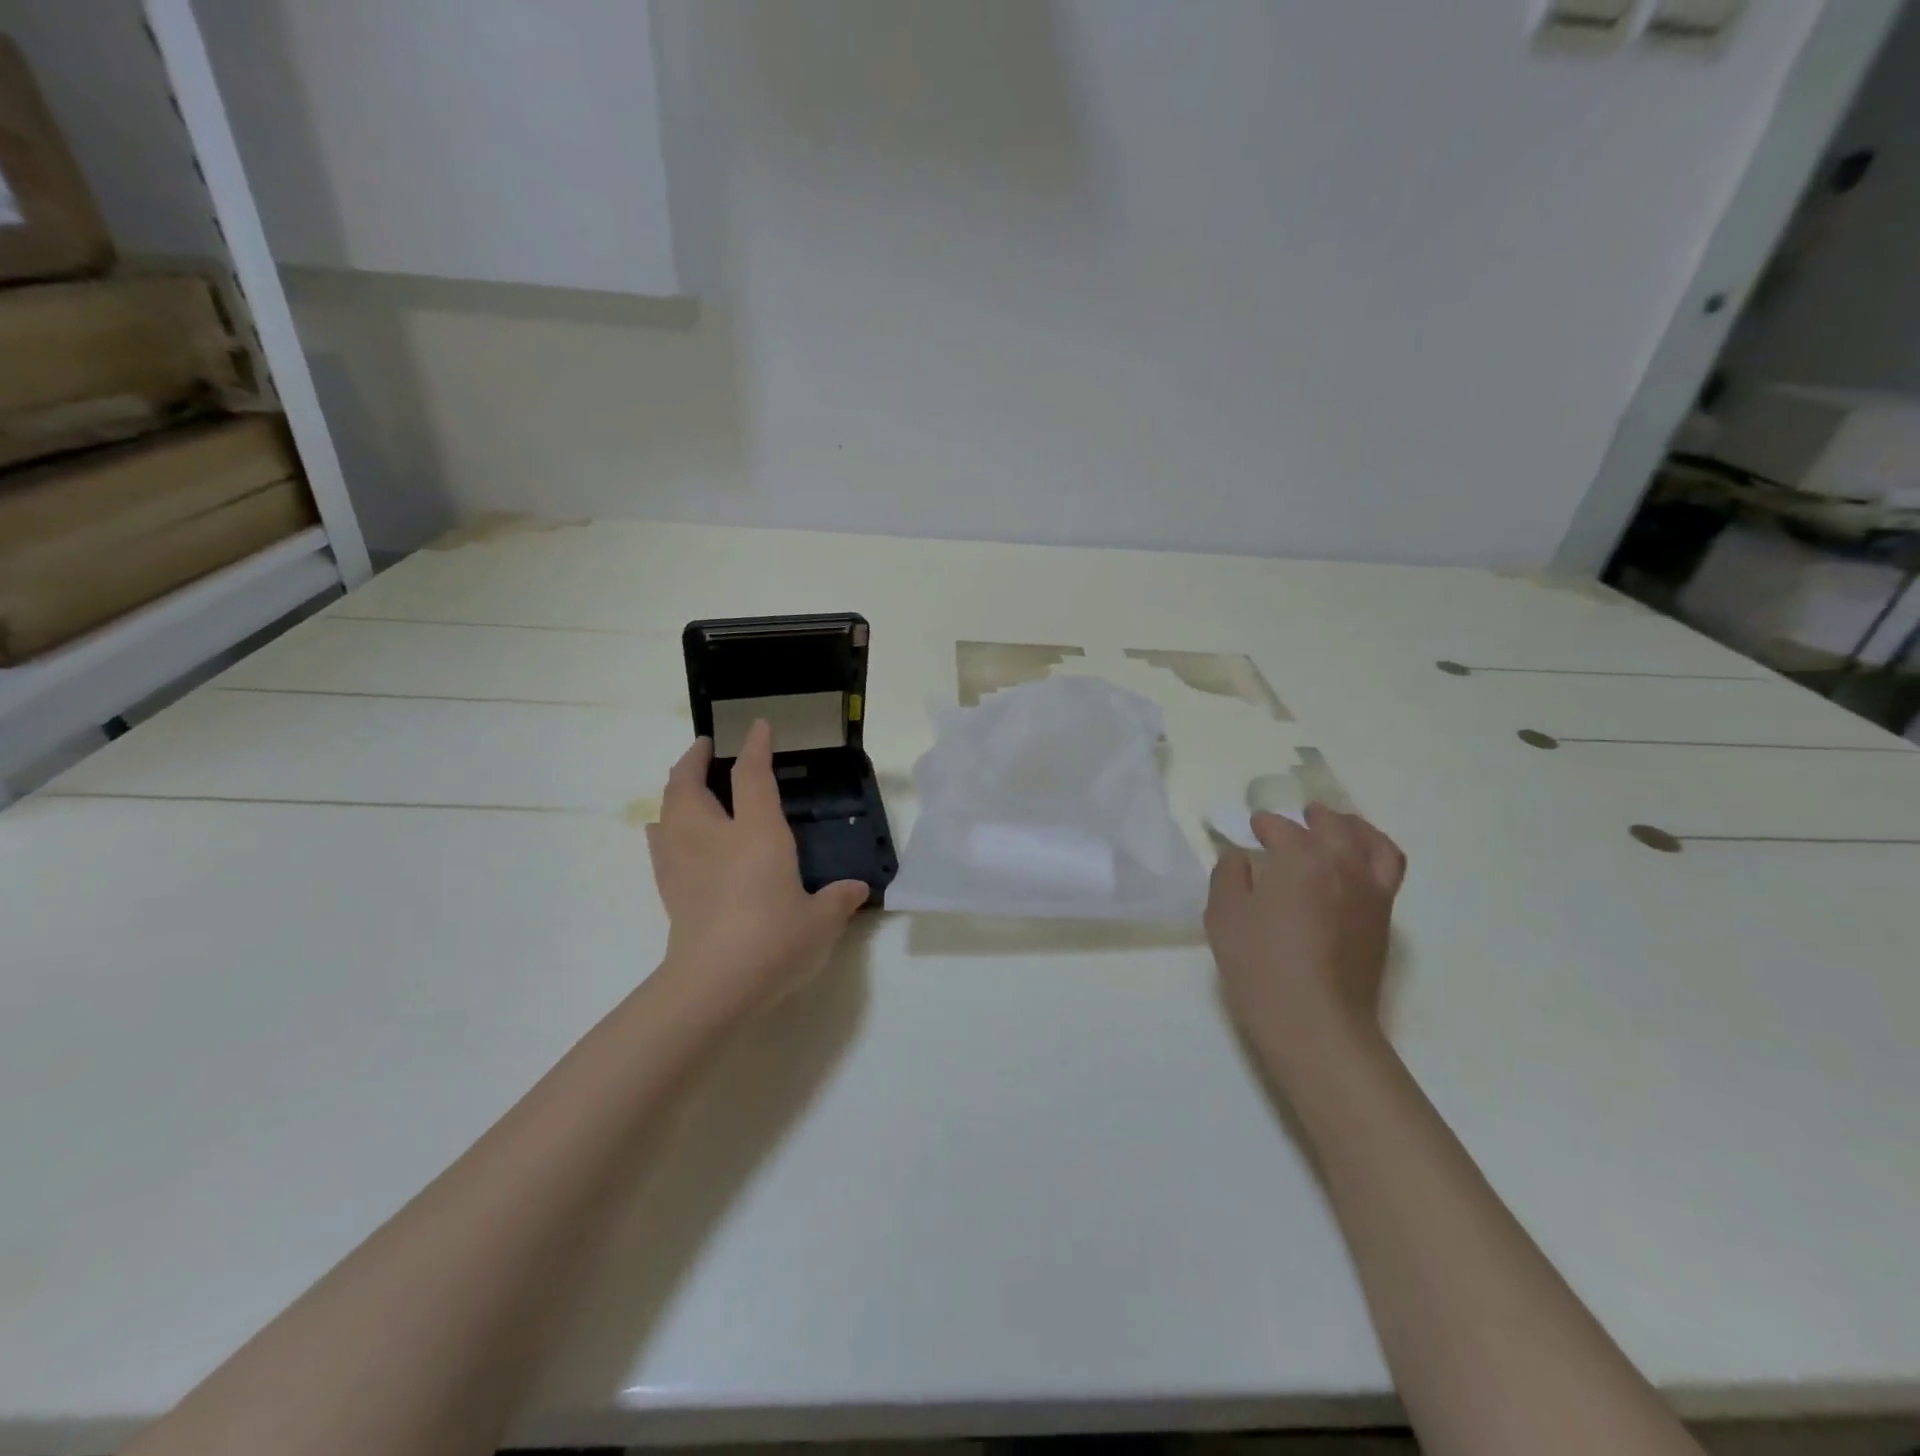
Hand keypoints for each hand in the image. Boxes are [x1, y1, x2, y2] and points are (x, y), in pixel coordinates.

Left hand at [646, 721, 868, 1012]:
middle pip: (690, 784)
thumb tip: (856, 889)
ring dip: (675, 788)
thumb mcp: (820, 922)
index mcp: (757, 834)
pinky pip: (659, 842)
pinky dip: (662, 826)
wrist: (714, 985)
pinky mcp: (669, 888)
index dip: (756, 747)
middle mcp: (715, 837)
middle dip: (695, 759)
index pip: (753, 776)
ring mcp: (685, 861)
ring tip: (685, 783)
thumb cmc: (774, 942)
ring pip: (668, 808)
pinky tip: (663, 830)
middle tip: (705, 747)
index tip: (758, 726)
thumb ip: (838, 900)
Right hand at [1205, 804, 1405, 1069]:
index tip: (1253, 828)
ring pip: (1372, 842)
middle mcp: (1344, 865)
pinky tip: (1355, 865)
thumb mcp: (1224, 915)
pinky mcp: (1383, 919)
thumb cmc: (1261, 965)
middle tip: (1298, 817)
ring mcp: (1371, 892)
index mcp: (1302, 858)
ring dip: (1352, 827)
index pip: (1282, 829)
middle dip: (1313, 817)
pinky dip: (1374, 852)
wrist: (1316, 1023)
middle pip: (1333, 826)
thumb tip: (1239, 858)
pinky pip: (1387, 869)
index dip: (1265, 825)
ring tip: (1339, 827)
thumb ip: (1229, 875)